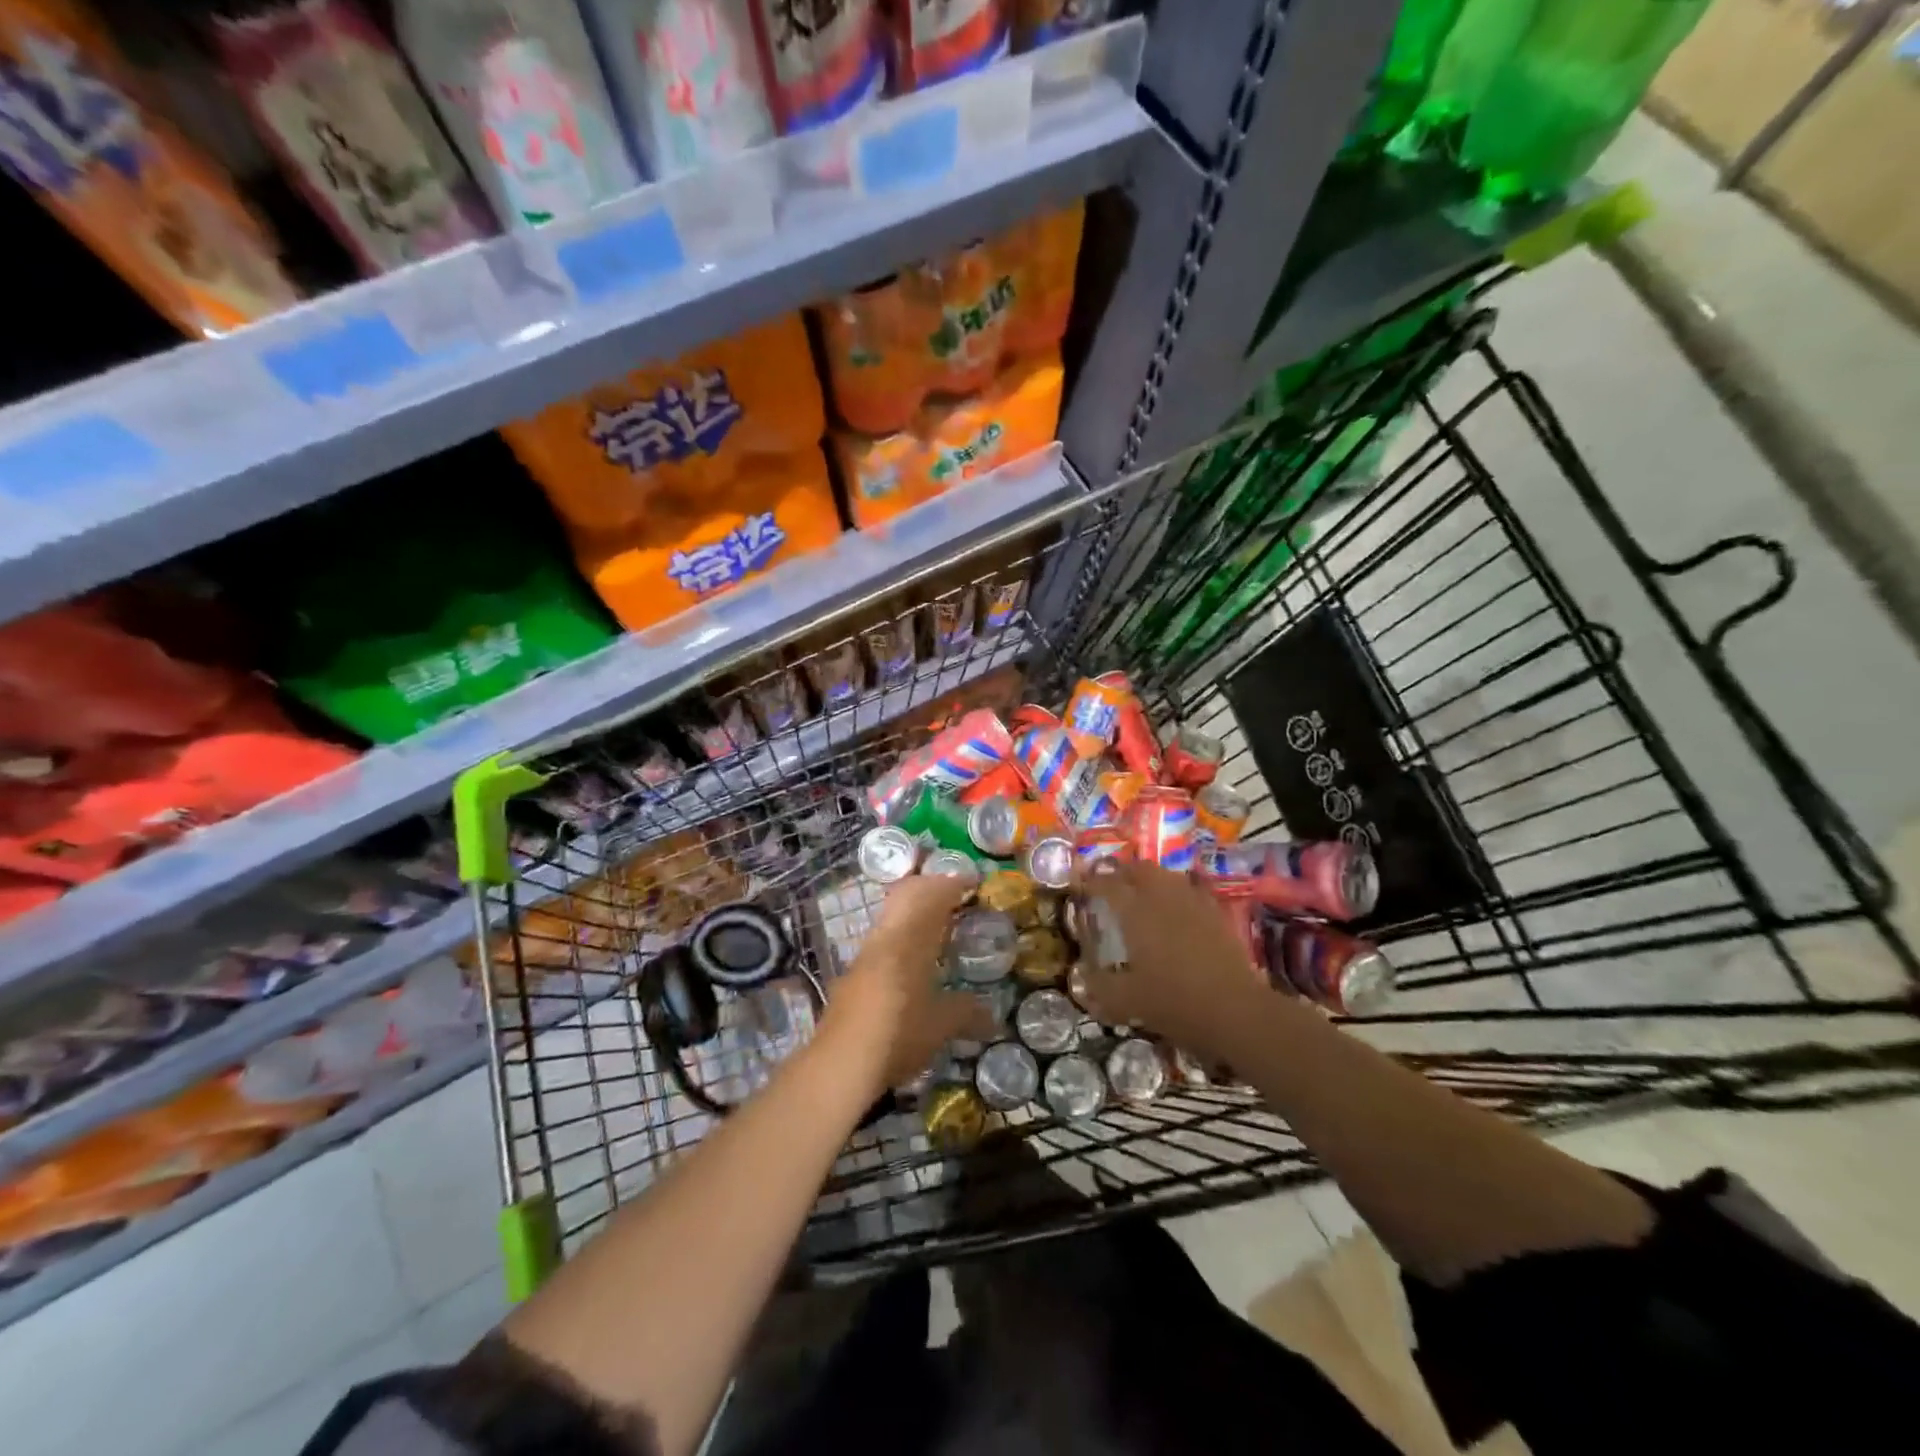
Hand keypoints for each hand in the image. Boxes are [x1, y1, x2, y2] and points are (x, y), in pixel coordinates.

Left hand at [826, 875, 997, 1091]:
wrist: (840, 1063)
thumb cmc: (899, 1033)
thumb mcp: (942, 1025)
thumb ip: (967, 1013)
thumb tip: (993, 1019)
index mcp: (911, 938)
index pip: (934, 896)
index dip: (954, 884)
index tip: (974, 882)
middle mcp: (886, 937)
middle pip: (907, 894)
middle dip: (931, 887)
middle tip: (955, 894)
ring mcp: (865, 954)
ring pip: (891, 915)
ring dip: (913, 909)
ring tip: (937, 924)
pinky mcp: (853, 974)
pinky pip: (882, 938)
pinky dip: (901, 933)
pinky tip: (911, 958)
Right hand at [1071, 861, 1265, 1060]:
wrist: (1235, 1010)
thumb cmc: (1174, 1002)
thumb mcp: (1125, 1002)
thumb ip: (1099, 987)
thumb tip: (1082, 975)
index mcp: (1135, 912)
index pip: (1107, 885)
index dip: (1091, 882)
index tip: (1081, 887)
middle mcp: (1162, 897)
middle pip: (1139, 869)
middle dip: (1122, 873)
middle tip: (1111, 886)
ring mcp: (1193, 902)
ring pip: (1167, 876)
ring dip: (1151, 879)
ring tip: (1142, 895)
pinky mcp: (1216, 914)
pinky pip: (1192, 890)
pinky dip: (1178, 893)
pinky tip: (1177, 909)